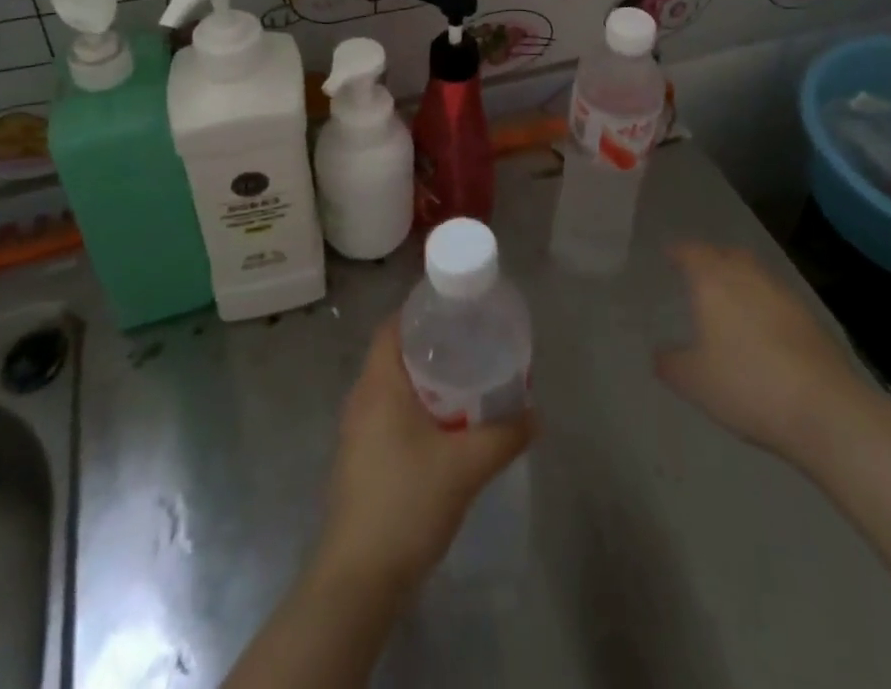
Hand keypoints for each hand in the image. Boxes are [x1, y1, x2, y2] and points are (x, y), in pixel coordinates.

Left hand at [316, 316, 534, 592]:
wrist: (358, 581)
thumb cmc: (406, 504)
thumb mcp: (466, 466)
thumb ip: (504, 435)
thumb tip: (535, 414)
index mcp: (378, 384)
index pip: (394, 326)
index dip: (423, 311)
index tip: (458, 310)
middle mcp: (361, 398)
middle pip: (395, 354)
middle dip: (432, 346)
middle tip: (472, 344)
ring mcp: (356, 432)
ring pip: (392, 387)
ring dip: (425, 381)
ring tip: (466, 382)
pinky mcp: (359, 460)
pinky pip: (388, 414)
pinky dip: (415, 408)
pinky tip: (444, 427)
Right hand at [655, 241, 869, 459]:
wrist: (824, 407)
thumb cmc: (747, 385)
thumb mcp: (694, 382)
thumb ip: (670, 363)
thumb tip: (660, 352)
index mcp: (713, 282)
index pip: (692, 252)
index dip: (678, 252)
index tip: (669, 255)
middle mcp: (747, 276)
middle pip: (727, 254)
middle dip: (712, 258)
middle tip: (699, 272)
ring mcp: (783, 294)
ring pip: (755, 272)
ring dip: (740, 277)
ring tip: (729, 298)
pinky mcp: (810, 317)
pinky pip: (776, 296)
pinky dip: (763, 301)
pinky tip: (761, 325)